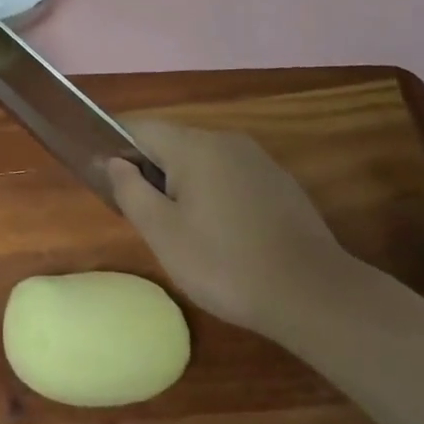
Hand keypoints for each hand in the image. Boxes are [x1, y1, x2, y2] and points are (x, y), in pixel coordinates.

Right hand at [106, 119, 357, 337]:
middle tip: (146, 218)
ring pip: (203, 161)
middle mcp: (224, 140)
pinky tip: (224, 236)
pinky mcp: (279, 183)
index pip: (140, 128)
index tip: (109, 182)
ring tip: (184, 232)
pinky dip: (216, 196)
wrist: (314, 295)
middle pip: (172, 143)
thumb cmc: (225, 263)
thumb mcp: (163, 233)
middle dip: (152, 172)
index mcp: (193, 145)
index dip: (117, 148)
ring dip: (184, 186)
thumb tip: (114, 162)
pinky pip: (231, 177)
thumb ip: (130, 190)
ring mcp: (257, 160)